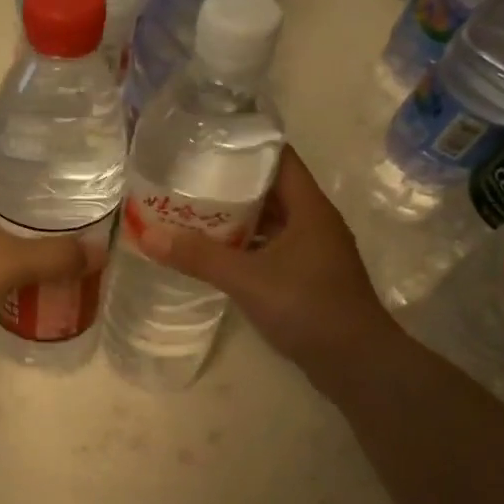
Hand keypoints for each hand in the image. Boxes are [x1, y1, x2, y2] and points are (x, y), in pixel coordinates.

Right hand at [138, 147, 395, 393]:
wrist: (355, 362)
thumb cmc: (307, 307)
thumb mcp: (247, 279)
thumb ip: (199, 257)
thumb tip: (147, 235)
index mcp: (309, 208)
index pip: (278, 158)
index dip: (245, 145)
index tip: (206, 142)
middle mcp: (314, 222)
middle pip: (271, 189)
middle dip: (232, 183)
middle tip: (188, 179)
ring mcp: (314, 251)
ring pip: (271, 221)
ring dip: (238, 217)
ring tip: (194, 212)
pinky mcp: (309, 277)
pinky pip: (272, 248)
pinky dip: (247, 246)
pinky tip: (217, 253)